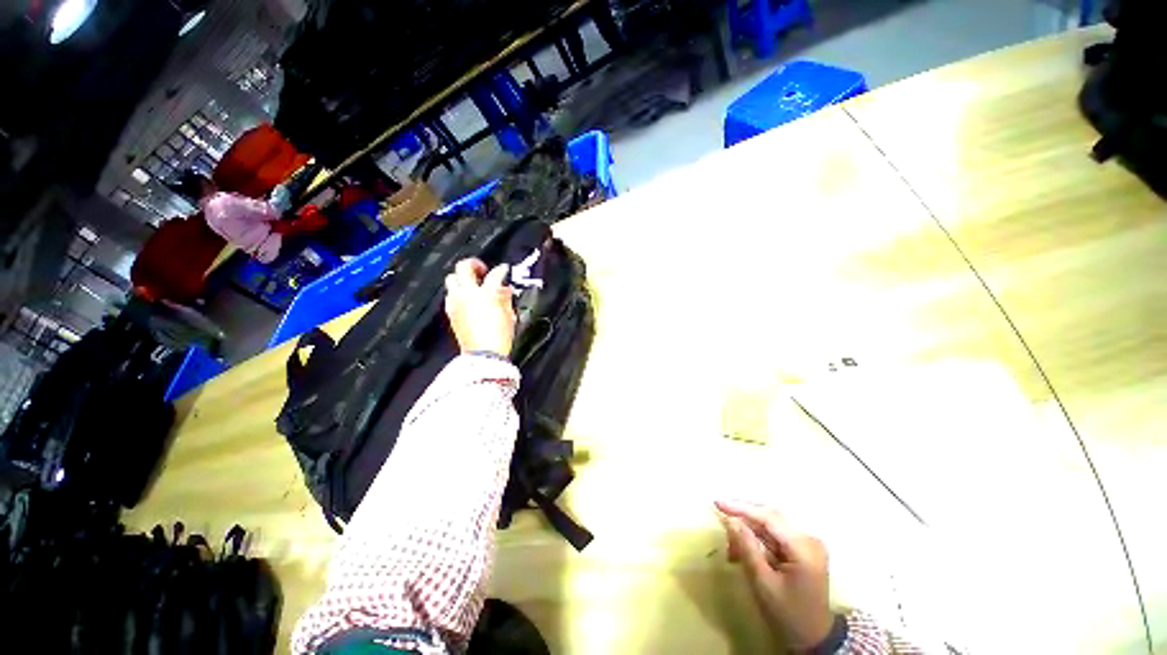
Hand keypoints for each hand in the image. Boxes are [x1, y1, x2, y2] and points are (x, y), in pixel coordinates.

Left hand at [444, 258, 515, 356]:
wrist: (484, 354)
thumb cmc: (500, 337)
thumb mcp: (509, 315)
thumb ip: (506, 298)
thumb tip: (504, 289)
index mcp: (486, 293)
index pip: (494, 274)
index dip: (501, 270)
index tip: (504, 269)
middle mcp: (468, 294)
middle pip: (463, 268)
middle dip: (473, 264)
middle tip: (482, 270)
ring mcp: (456, 302)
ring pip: (452, 279)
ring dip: (462, 278)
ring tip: (471, 284)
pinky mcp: (451, 312)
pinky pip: (450, 295)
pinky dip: (457, 292)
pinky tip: (465, 299)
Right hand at [715, 500, 833, 650]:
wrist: (814, 638)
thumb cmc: (788, 614)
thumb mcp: (763, 583)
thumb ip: (747, 548)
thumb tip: (730, 520)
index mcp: (803, 548)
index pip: (768, 517)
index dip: (741, 508)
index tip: (717, 503)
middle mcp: (808, 538)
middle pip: (770, 516)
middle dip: (743, 516)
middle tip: (721, 518)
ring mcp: (807, 543)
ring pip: (770, 523)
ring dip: (748, 528)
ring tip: (731, 544)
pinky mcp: (802, 548)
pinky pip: (775, 534)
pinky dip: (757, 537)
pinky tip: (743, 546)